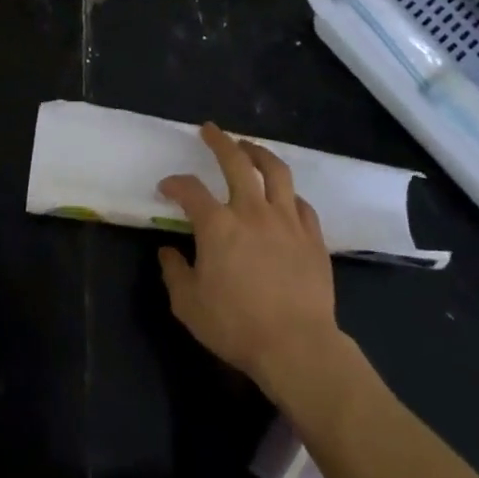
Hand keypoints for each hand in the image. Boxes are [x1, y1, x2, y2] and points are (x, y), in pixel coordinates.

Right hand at [157, 124, 342, 394]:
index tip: (166, 187)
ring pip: (275, 172)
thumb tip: (168, 252)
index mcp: (217, 224)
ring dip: (258, 153)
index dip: (175, 184)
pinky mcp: (312, 237)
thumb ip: (174, 272)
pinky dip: (289, 194)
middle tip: (210, 130)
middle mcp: (251, 211)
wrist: (297, 347)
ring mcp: (286, 221)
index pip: (190, 190)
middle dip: (220, 141)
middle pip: (235, 162)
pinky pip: (302, 204)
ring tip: (248, 147)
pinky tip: (284, 196)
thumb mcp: (189, 305)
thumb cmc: (236, 325)